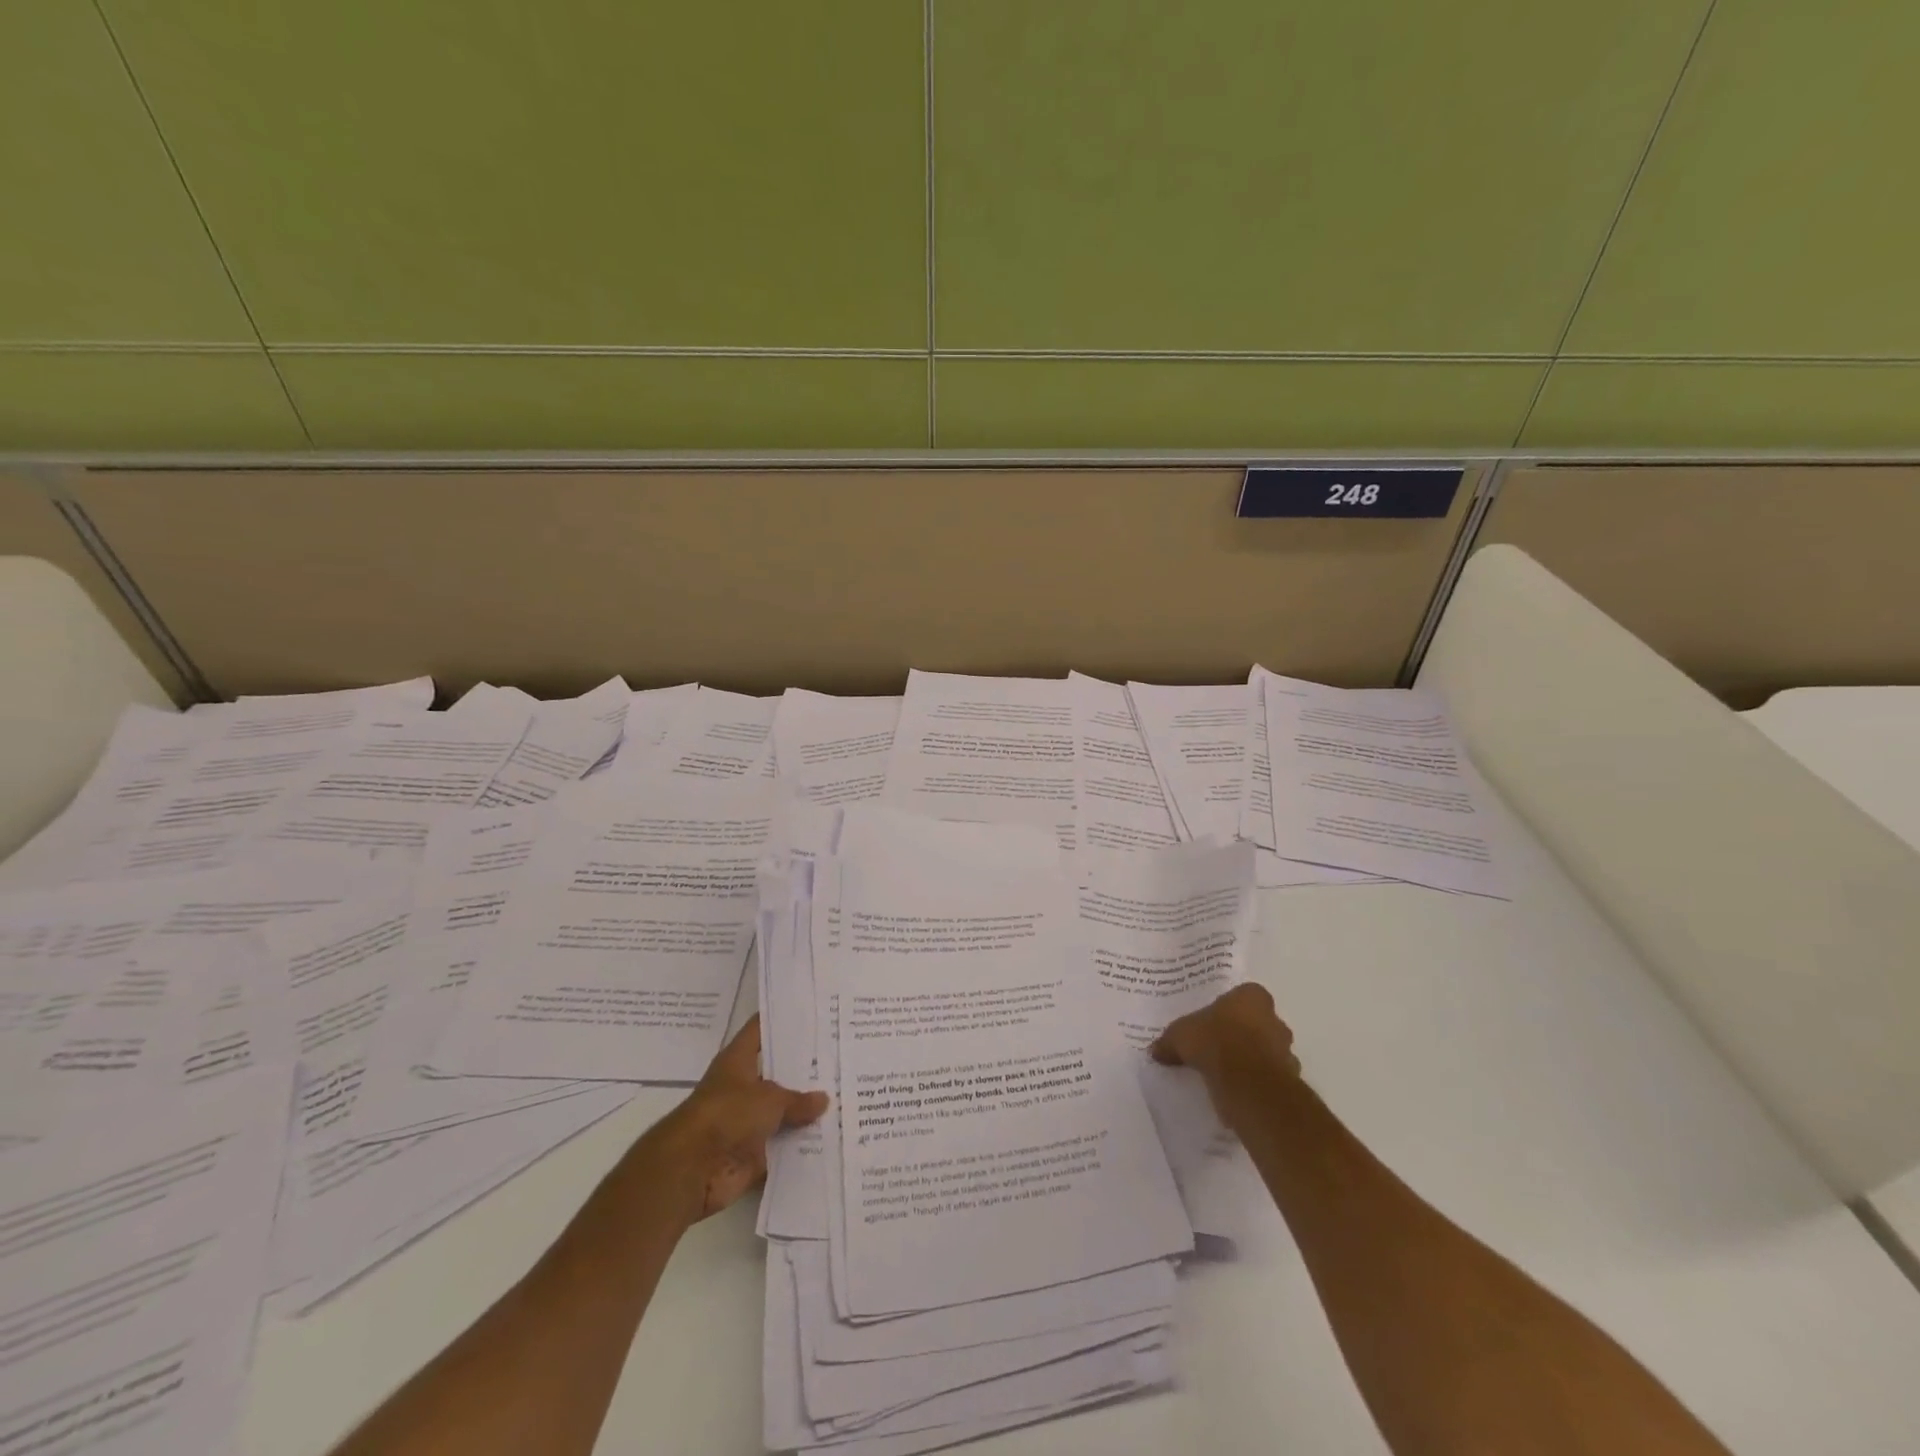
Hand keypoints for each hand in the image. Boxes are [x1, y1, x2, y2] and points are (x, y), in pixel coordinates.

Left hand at [641, 1017, 828, 1222]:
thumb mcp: (769, 1098)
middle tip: (841, 1057)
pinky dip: (802, 1147)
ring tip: (846, 1098)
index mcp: (738, 1061)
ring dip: (806, 1112)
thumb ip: (798, 1099)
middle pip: (778, 1073)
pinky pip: (783, 1147)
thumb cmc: (726, 1115)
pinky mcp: (752, 1153)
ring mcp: (747, 1122)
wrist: (692, 1169)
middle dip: (806, 1070)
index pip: (761, 1030)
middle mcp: (743, 1087)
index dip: (784, 1020)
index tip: (813, 1011)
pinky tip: (834, 1138)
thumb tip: (823, 1099)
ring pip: (783, 1112)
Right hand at [1151, 984, 1300, 1127]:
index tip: (1213, 1022)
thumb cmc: (1216, 1042)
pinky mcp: (1288, 1080)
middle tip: (1217, 1047)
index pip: (1243, 996)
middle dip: (1242, 1034)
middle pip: (1258, 1023)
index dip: (1228, 1009)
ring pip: (1266, 1051)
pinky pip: (1268, 1078)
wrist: (1249, 1085)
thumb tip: (1156, 1050)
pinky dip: (1255, 1083)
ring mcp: (1286, 1051)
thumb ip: (1170, 1041)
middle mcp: (1275, 1019)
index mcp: (1252, 997)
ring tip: (1225, 1073)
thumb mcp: (1180, 1036)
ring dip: (1251, 1060)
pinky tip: (1235, 1091)